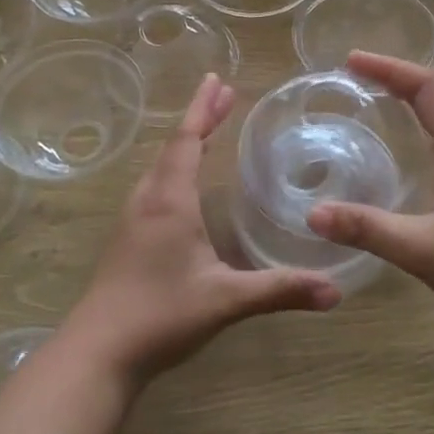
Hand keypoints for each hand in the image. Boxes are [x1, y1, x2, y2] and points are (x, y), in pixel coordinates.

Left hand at [64, 74, 340, 391]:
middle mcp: (148, 201)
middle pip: (173, 146)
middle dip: (199, 118)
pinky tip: (182, 185)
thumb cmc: (161, 316)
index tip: (218, 80)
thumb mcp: (226, 300)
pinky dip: (173, 167)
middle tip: (223, 94)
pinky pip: (153, 186)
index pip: (187, 141)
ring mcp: (132, 220)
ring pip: (160, 166)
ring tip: (206, 130)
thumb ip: (279, 290)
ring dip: (184, 142)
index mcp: (169, 201)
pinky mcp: (127, 239)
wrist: (98, 353)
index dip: (203, 109)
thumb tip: (335, 290)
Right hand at [306, 51, 433, 326]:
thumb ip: (368, 229)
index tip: (350, 61)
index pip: (425, 87)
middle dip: (399, 78)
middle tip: (360, 78)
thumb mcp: (422, 247)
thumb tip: (313, 214)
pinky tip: (418, 153)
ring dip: (418, 101)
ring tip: (383, 103)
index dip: (388, 68)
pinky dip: (429, 128)